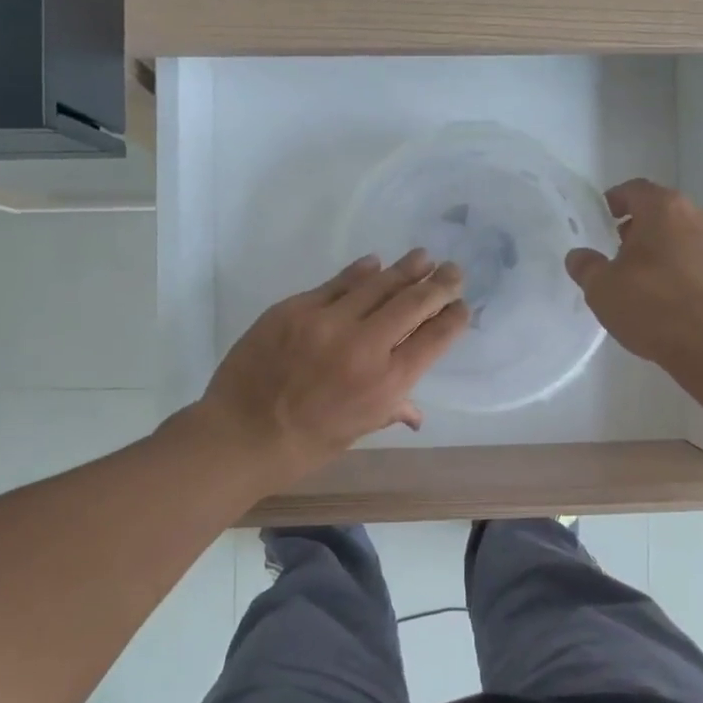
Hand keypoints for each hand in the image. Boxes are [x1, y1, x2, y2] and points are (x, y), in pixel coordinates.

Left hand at [200, 249, 469, 480]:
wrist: (240, 435)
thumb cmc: (305, 445)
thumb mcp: (358, 430)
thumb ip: (391, 409)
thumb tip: (416, 413)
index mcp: (387, 384)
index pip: (435, 339)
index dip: (453, 318)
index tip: (462, 305)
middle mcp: (365, 347)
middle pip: (414, 304)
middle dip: (439, 284)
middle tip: (453, 270)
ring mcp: (328, 322)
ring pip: (378, 285)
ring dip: (405, 269)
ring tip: (423, 257)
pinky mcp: (296, 308)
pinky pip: (337, 283)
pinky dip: (360, 272)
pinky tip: (375, 263)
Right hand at [564, 179, 702, 366]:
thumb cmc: (653, 305)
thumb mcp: (603, 288)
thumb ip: (586, 267)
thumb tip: (578, 256)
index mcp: (664, 209)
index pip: (635, 189)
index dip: (616, 199)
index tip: (604, 216)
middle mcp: (697, 217)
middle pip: (663, 211)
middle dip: (640, 226)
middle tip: (619, 248)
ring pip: (684, 236)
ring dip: (663, 248)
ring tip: (643, 277)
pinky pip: (700, 261)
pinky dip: (683, 269)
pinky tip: (669, 298)